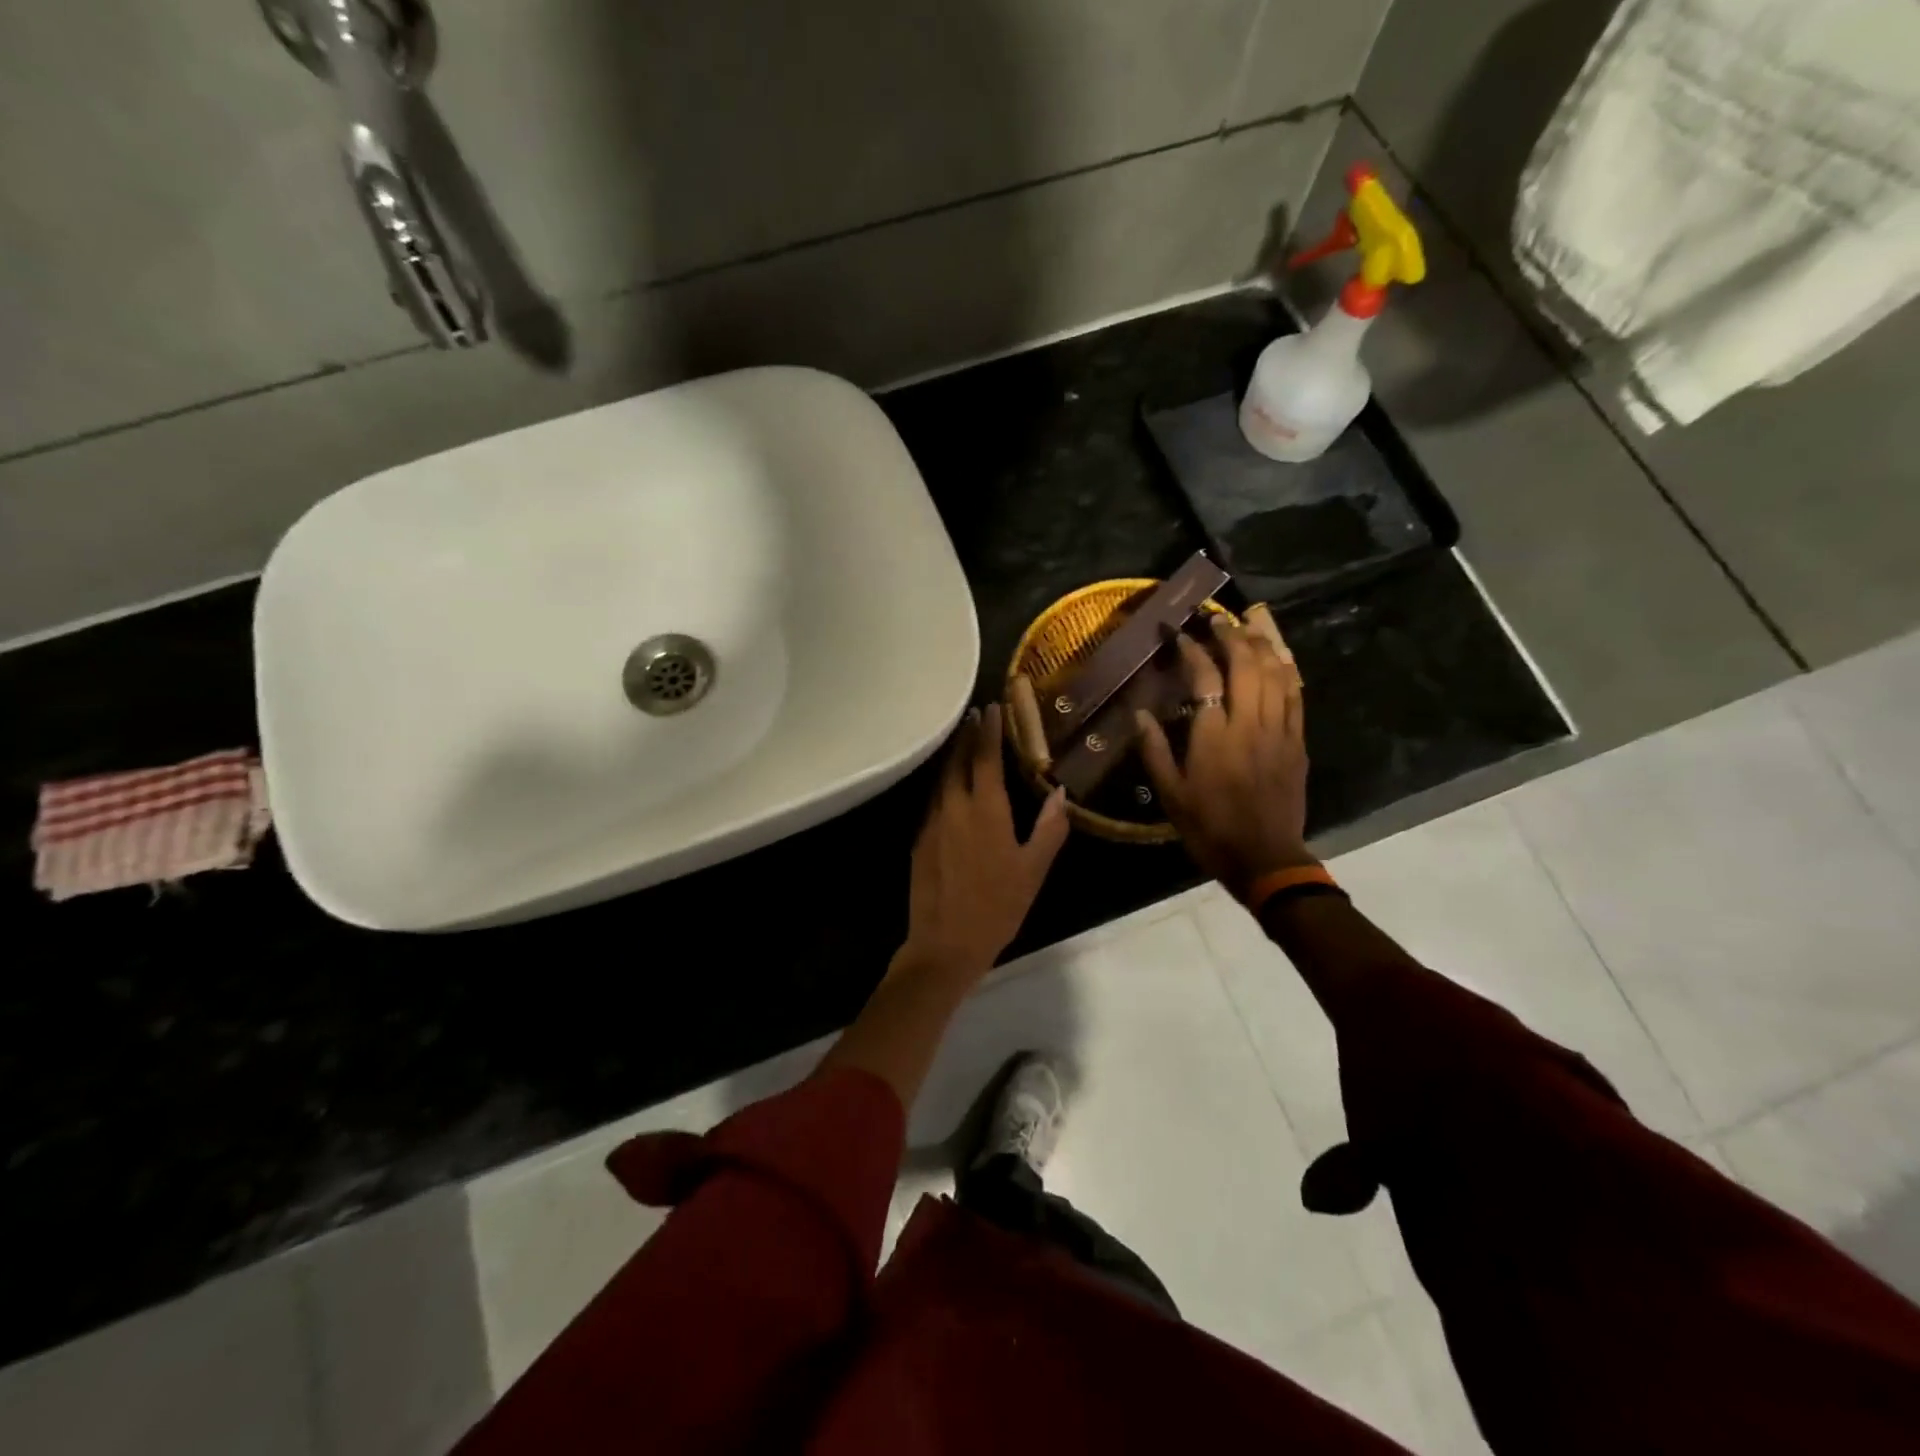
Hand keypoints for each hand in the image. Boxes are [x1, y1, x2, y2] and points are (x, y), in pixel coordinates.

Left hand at [899, 703, 1070, 981]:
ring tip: (962, 740)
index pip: (985, 758)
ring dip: (952, 756)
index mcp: (985, 810)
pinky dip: (942, 782)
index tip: (993, 708)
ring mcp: (932, 822)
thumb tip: (1060, 793)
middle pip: (957, 760)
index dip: (989, 731)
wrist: (945, 943)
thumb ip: (1049, 829)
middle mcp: (954, 807)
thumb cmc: (997, 907)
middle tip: (975, 715)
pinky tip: (949, 786)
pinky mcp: (919, 839)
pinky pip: (932, 799)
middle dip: (966, 735)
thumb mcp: (1033, 870)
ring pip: (941, 778)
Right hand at [1136, 613, 1313, 901]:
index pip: (1205, 678)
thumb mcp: (1170, 795)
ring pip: (1276, 674)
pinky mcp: (1297, 742)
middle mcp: (1249, 725)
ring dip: (1261, 645)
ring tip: (1247, 628)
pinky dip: (1286, 672)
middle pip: (1247, 665)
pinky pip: (1296, 696)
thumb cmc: (1209, 828)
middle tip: (1216, 620)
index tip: (1178, 633)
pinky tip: (1279, 659)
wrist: (1264, 858)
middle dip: (1231, 635)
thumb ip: (1154, 751)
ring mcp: (1279, 731)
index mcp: (1214, 737)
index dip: (1191, 649)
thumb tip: (1139, 714)